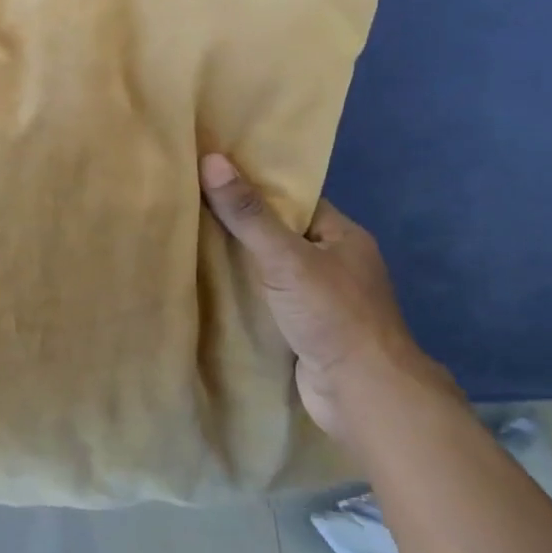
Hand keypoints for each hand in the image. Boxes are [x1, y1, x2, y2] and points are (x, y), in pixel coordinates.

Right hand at [199, 154, 453, 441]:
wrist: (361, 393)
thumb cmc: (332, 315)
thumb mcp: (286, 257)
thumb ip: (248, 214)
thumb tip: (211, 159)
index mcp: (342, 236)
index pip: (294, 199)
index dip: (256, 185)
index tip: (213, 175)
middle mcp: (335, 262)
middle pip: (280, 233)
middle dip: (241, 224)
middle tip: (190, 206)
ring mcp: (321, 298)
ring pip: (272, 269)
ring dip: (240, 262)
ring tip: (190, 240)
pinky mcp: (305, 328)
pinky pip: (268, 298)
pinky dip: (244, 293)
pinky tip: (209, 286)